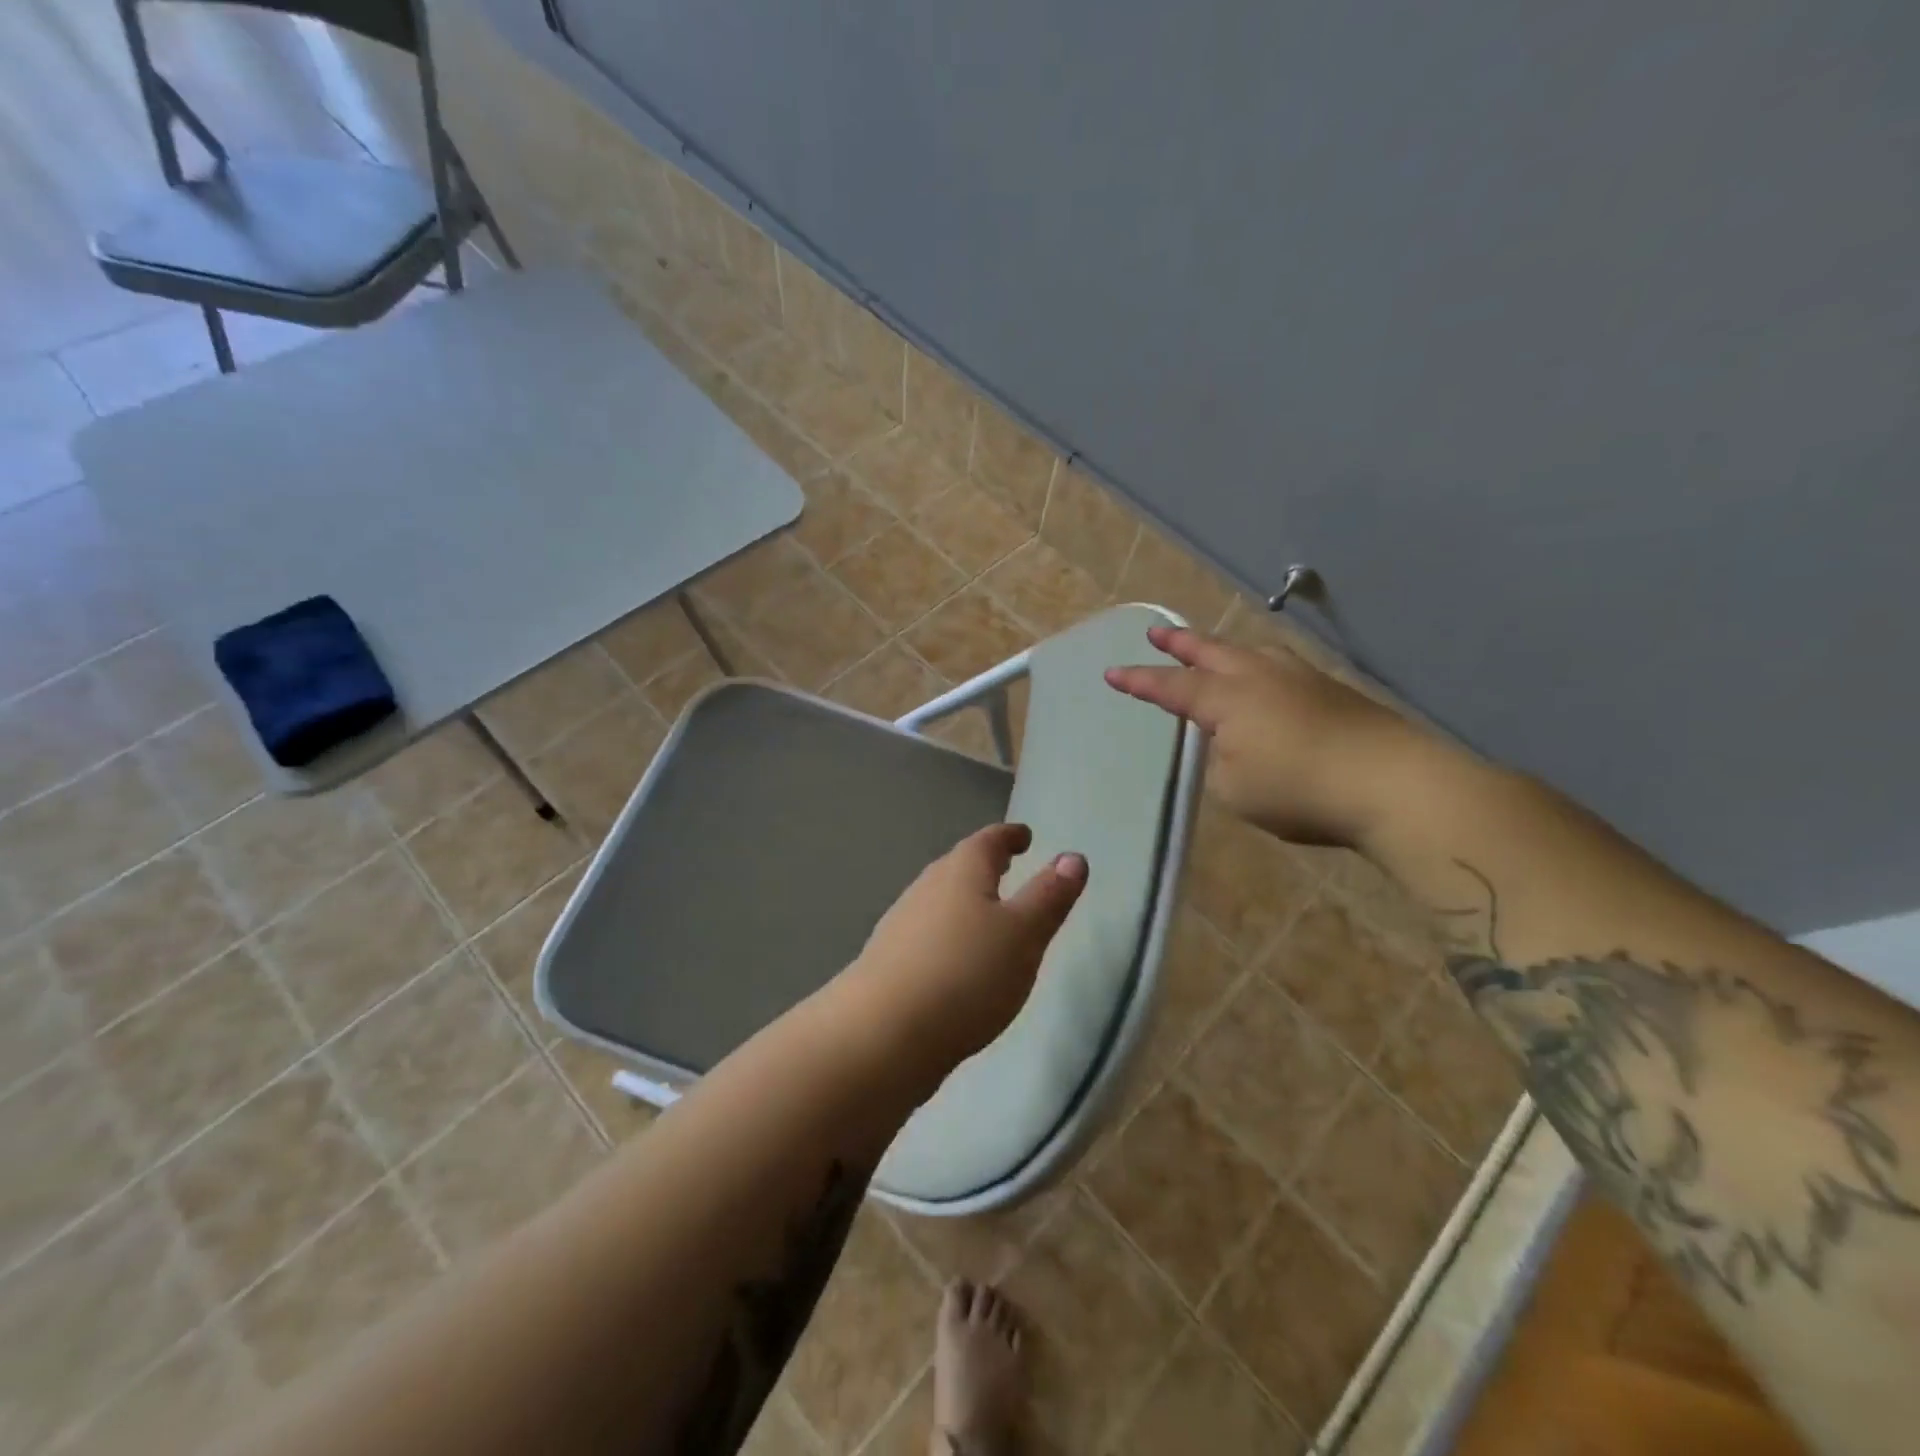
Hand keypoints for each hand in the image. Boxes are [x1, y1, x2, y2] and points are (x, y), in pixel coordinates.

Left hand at [830, 824, 1087, 1074]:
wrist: (882, 1034)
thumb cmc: (965, 974)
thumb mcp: (1023, 935)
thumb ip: (1048, 896)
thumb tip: (1073, 857)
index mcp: (961, 872)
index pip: (988, 842)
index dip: (1009, 836)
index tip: (1024, 835)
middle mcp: (926, 889)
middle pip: (958, 867)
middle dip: (983, 865)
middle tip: (1006, 866)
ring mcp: (902, 926)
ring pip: (940, 902)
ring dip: (963, 901)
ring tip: (986, 913)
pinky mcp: (889, 963)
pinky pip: (927, 935)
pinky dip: (948, 935)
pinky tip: (955, 961)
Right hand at [1106, 625, 1423, 846]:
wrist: (1393, 783)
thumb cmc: (1299, 789)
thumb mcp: (1234, 788)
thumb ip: (1219, 762)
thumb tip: (1228, 745)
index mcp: (1227, 699)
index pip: (1172, 687)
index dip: (1140, 682)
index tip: (1112, 672)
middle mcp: (1259, 676)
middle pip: (1212, 652)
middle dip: (1181, 644)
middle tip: (1158, 632)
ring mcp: (1300, 679)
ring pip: (1251, 652)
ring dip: (1223, 649)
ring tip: (1212, 650)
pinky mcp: (1332, 691)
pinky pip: (1280, 667)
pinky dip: (1259, 666)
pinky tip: (1267, 678)